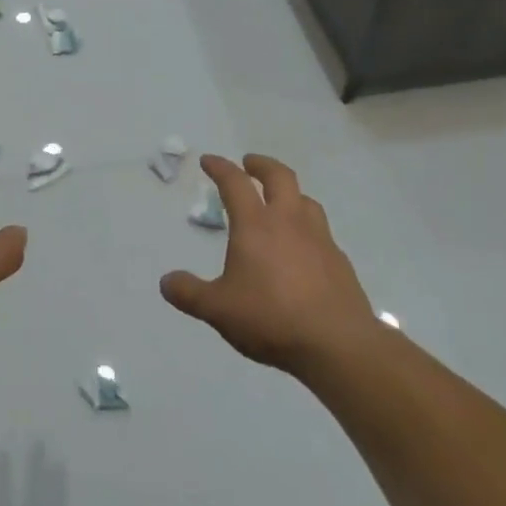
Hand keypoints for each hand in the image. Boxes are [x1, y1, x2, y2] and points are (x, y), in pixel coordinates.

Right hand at [161, 154, 376, 376]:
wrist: (338, 345)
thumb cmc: (271, 318)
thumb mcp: (218, 309)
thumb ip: (190, 294)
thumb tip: (166, 282)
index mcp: (255, 225)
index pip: (234, 183)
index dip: (220, 167)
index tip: (208, 161)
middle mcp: (289, 221)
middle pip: (279, 176)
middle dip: (261, 165)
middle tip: (249, 164)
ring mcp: (319, 239)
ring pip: (306, 200)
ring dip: (290, 193)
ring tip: (280, 202)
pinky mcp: (340, 262)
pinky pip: (322, 232)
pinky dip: (308, 228)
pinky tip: (304, 249)